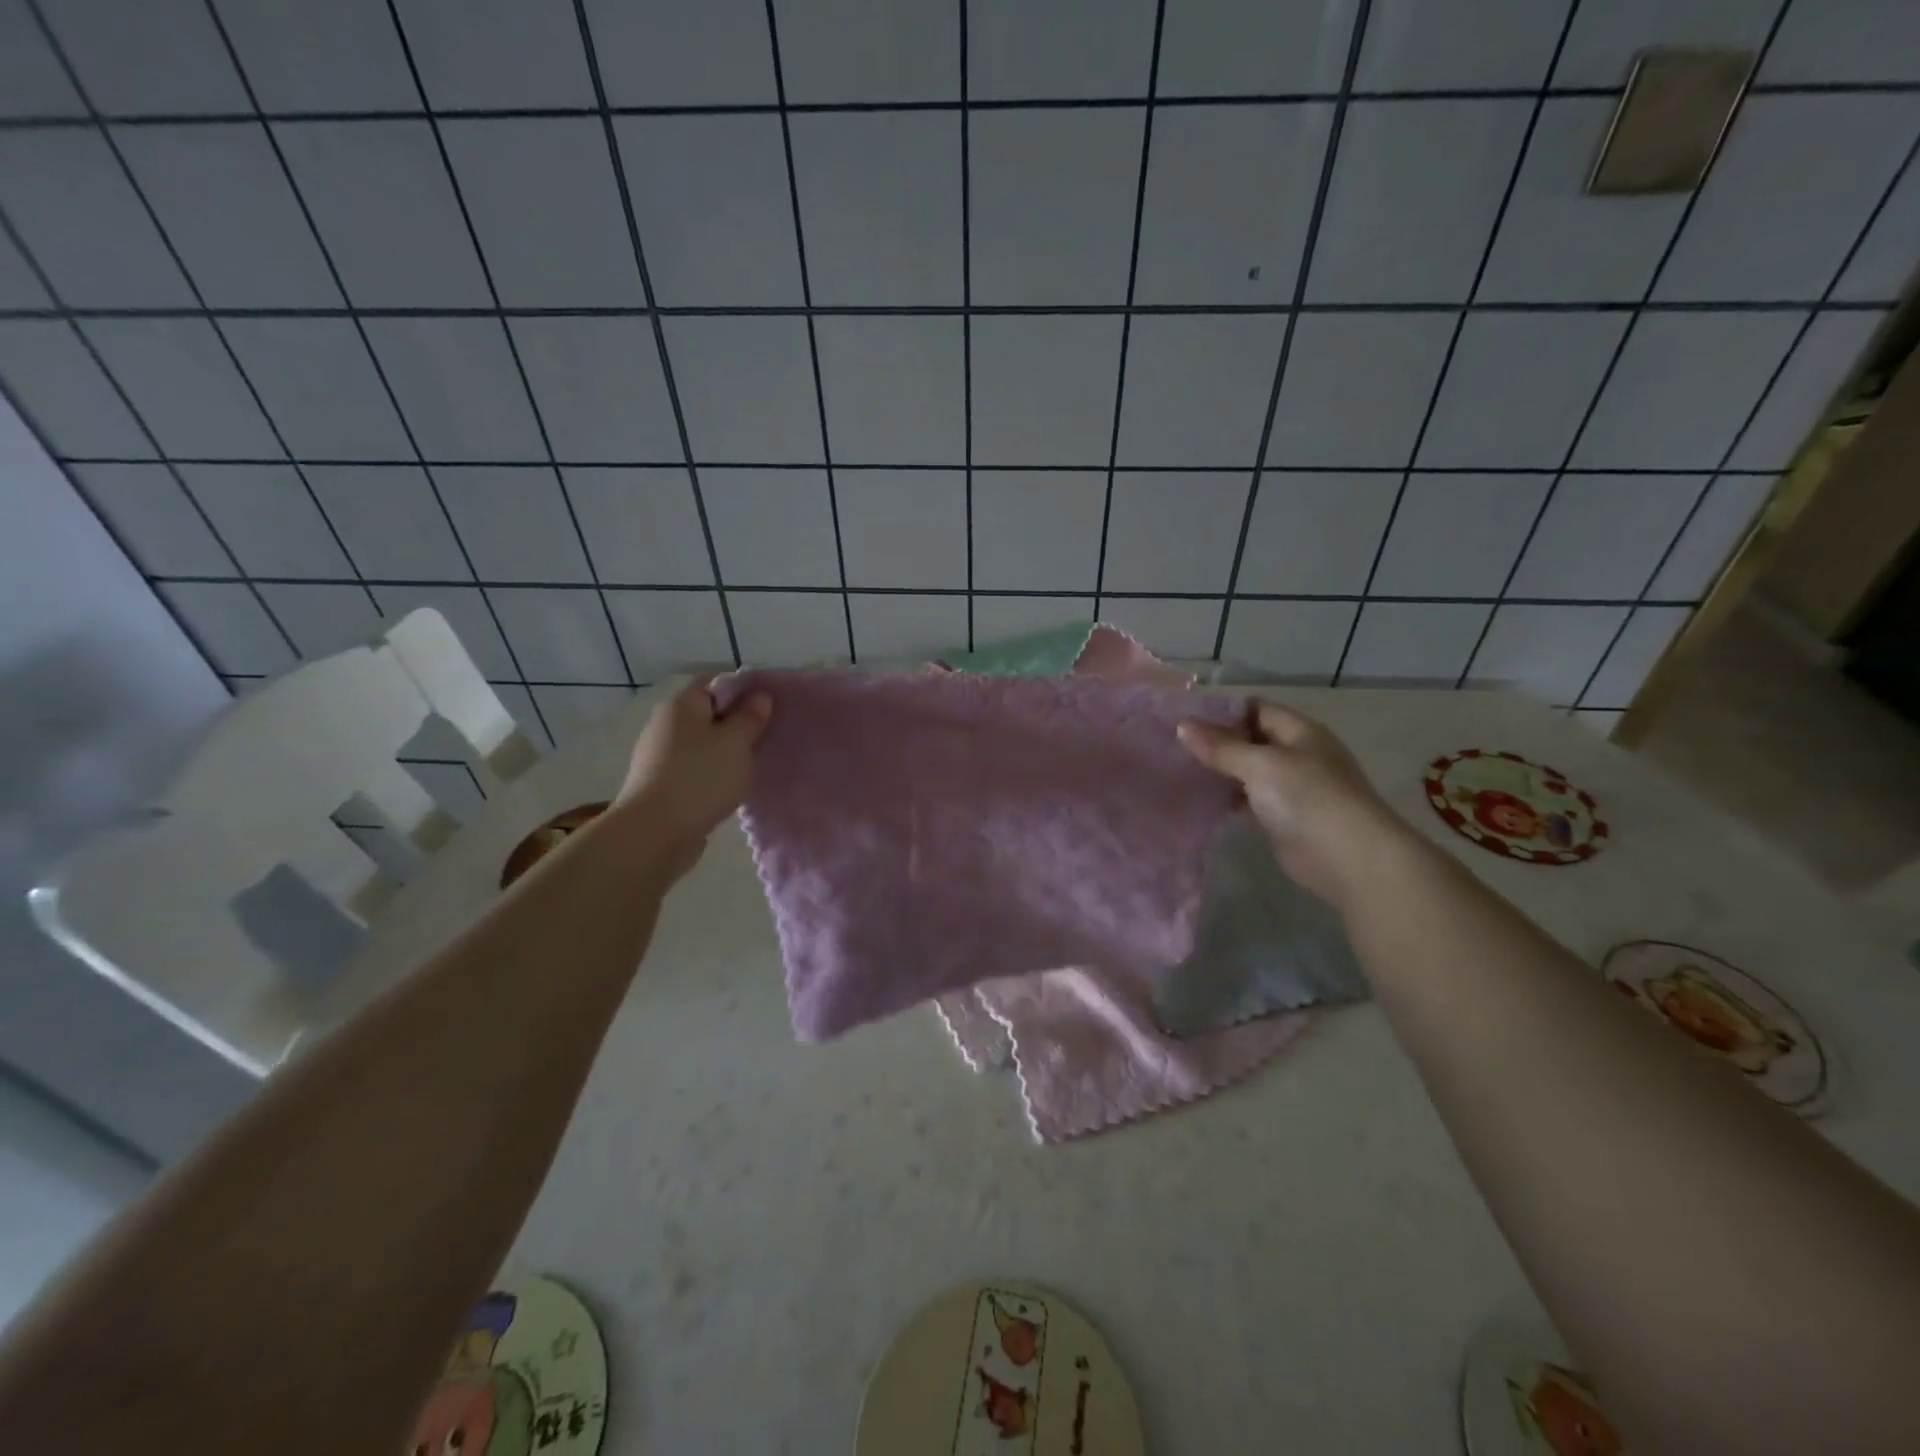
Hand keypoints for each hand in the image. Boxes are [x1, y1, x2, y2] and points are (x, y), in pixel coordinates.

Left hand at [616, 678, 772, 874]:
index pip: (713, 683)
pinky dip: (712, 773)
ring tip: (753, 763)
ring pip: (701, 744)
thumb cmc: (700, 778)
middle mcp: (665, 725)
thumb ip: (750, 717)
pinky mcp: (661, 785)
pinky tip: (730, 786)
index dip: (741, 689)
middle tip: (766, 736)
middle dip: (736, 723)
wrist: (655, 833)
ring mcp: (659, 757)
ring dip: (725, 751)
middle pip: (706, 714)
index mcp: (681, 706)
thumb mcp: (736, 743)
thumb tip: (759, 696)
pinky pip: (694, 769)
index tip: (768, 705)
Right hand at [1177, 700, 1406, 903]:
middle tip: (1172, 746)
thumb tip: (1182, 726)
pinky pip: (1249, 799)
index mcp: (1300, 732)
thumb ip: (1222, 747)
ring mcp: (1291, 788)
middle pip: (1250, 739)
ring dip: (1219, 771)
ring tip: (1177, 770)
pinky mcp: (1282, 817)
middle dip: (1216, 742)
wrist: (1349, 859)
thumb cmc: (1308, 798)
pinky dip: (1227, 798)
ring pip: (1247, 771)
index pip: (1257, 709)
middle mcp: (1297, 754)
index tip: (1184, 718)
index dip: (1222, 711)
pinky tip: (1199, 799)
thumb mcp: (1261, 764)